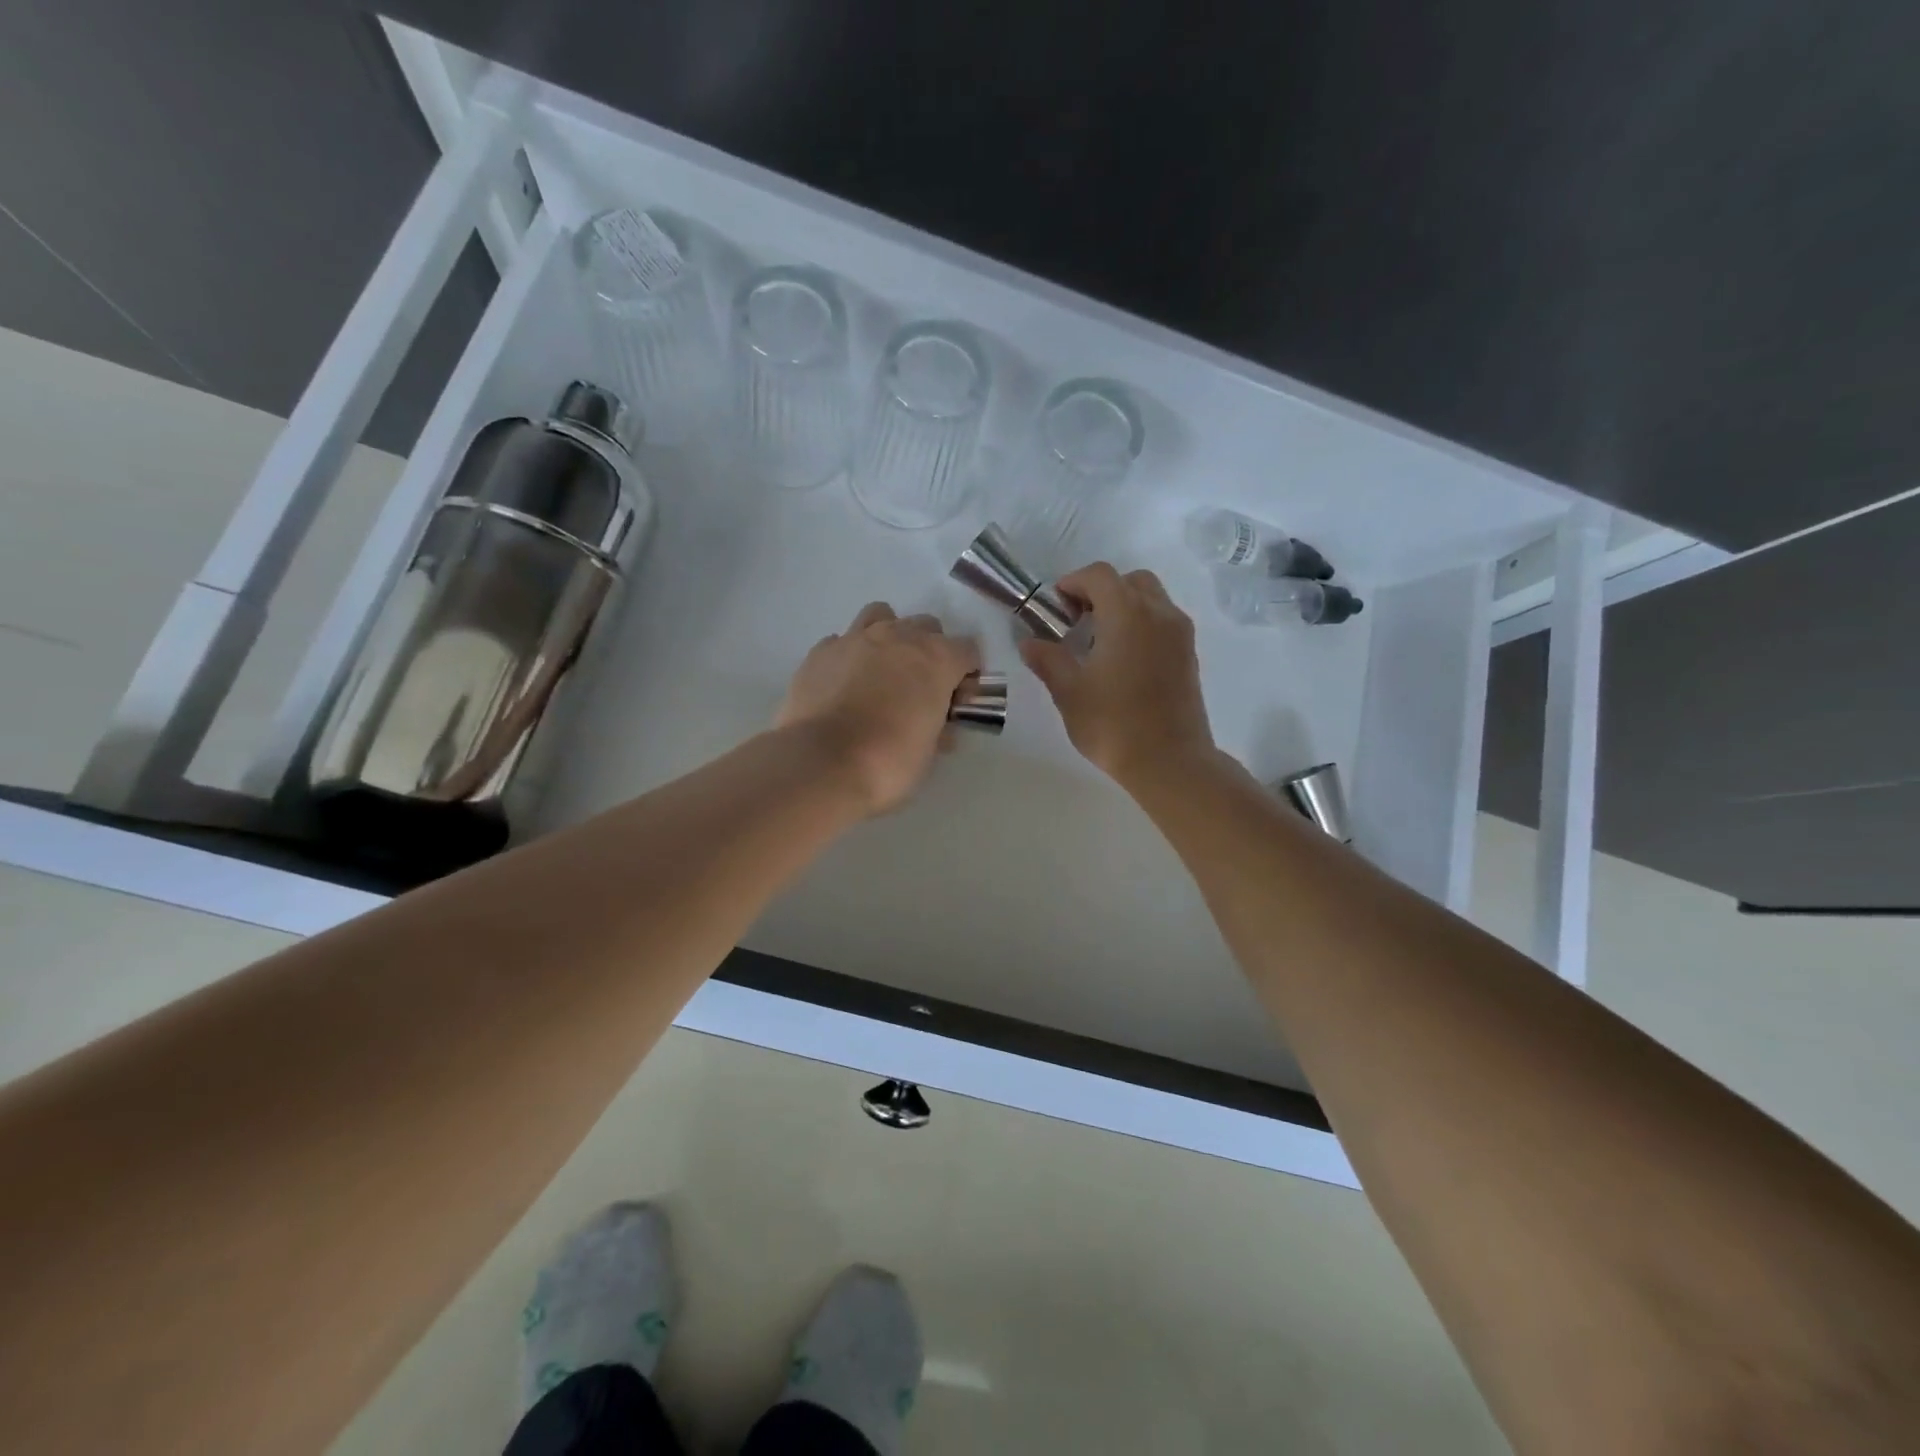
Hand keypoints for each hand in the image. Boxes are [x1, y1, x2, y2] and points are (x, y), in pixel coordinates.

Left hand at [776, 602, 981, 814]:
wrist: (822, 764)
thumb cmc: (888, 762)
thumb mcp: (929, 752)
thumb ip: (939, 727)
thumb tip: (939, 726)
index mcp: (936, 659)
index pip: (968, 650)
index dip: (967, 675)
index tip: (958, 701)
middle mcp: (899, 637)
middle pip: (926, 627)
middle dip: (930, 651)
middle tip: (920, 688)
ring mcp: (855, 638)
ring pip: (881, 616)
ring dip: (889, 637)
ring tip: (882, 671)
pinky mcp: (820, 652)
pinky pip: (842, 641)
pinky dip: (849, 656)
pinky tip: (844, 683)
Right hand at [1020, 562, 1215, 788]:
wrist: (1170, 761)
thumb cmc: (1114, 724)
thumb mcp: (1070, 692)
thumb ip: (1048, 660)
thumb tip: (1030, 643)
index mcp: (1127, 614)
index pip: (1099, 576)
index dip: (1073, 583)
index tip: (1055, 608)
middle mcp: (1159, 613)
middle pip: (1130, 581)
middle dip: (1101, 591)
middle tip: (1078, 621)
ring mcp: (1179, 633)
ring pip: (1152, 598)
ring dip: (1124, 607)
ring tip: (1100, 642)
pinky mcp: (1189, 655)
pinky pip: (1164, 621)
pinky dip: (1142, 624)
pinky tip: (1123, 659)